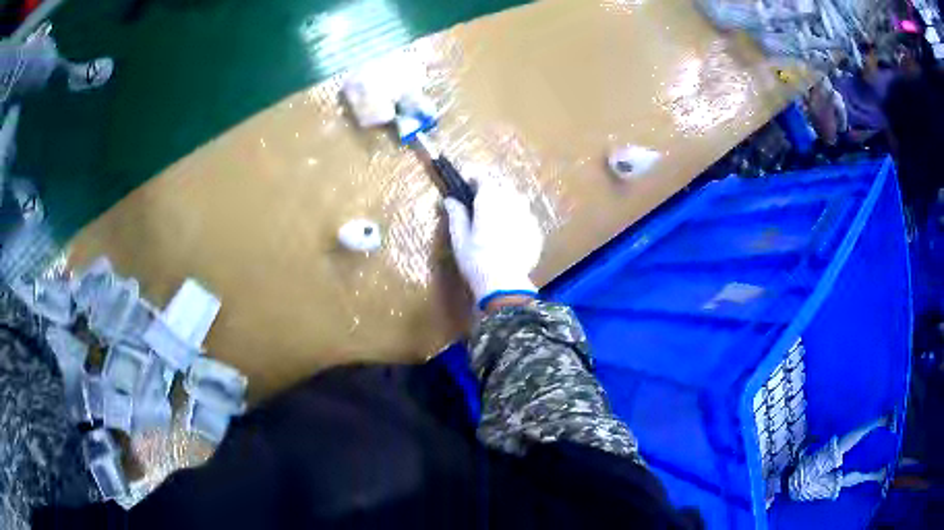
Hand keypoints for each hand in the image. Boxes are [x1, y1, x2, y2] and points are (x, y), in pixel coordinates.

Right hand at [443, 174, 543, 308]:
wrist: (505, 285)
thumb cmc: (476, 261)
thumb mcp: (459, 238)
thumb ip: (456, 214)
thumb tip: (449, 199)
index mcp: (490, 199)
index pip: (483, 176)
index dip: (473, 174)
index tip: (464, 179)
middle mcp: (512, 201)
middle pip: (502, 182)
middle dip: (490, 182)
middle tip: (477, 192)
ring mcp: (527, 215)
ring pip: (517, 196)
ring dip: (505, 195)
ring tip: (495, 207)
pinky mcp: (535, 230)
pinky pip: (525, 214)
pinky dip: (515, 213)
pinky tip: (508, 227)